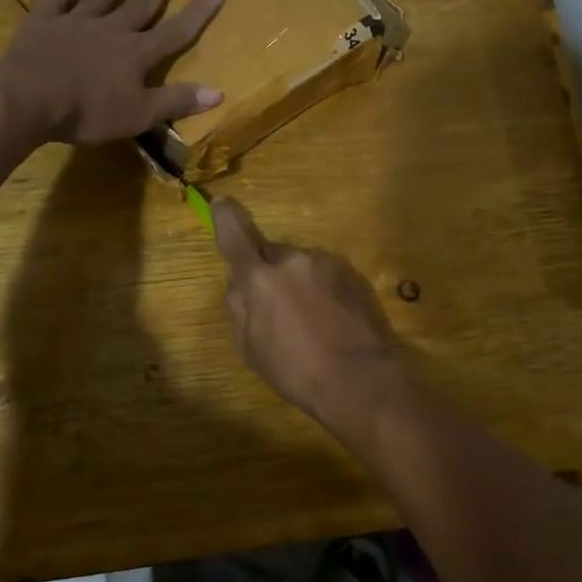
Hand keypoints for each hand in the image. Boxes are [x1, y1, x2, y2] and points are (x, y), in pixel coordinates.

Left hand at [1, 0, 223, 144]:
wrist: (28, 99)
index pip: (175, 31)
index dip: (198, 13)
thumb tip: (218, 92)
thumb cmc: (87, 112)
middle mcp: (112, 28)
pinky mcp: (44, 20)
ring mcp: (76, 20)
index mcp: (136, 53)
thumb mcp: (139, 115)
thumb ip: (176, 101)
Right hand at [212, 197, 408, 440]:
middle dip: (268, 272)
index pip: (235, 236)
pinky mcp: (352, 273)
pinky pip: (324, 274)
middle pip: (271, 255)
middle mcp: (292, 260)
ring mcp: (326, 264)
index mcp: (260, 279)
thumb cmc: (297, 371)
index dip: (225, 218)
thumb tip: (237, 283)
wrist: (361, 379)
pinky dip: (321, 290)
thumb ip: (238, 308)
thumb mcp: (250, 349)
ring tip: (309, 321)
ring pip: (300, 265)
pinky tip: (330, 319)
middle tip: (275, 308)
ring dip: (297, 283)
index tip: (220, 203)